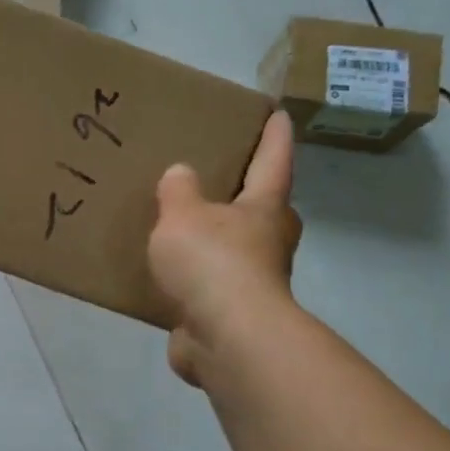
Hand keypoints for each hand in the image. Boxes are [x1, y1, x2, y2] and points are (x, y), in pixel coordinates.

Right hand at [148, 110, 301, 385]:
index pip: (274, 160)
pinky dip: (196, 278)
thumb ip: (179, 191)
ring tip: (185, 227)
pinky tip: (170, 276)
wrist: (226, 337)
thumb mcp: (183, 214)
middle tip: (225, 179)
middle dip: (250, 194)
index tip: (279, 113)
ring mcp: (254, 282)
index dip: (275, 136)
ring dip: (220, 240)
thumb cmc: (212, 262)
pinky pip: (211, 286)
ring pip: (239, 250)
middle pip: (265, 209)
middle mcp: (268, 242)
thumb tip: (181, 174)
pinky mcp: (231, 314)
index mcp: (264, 208)